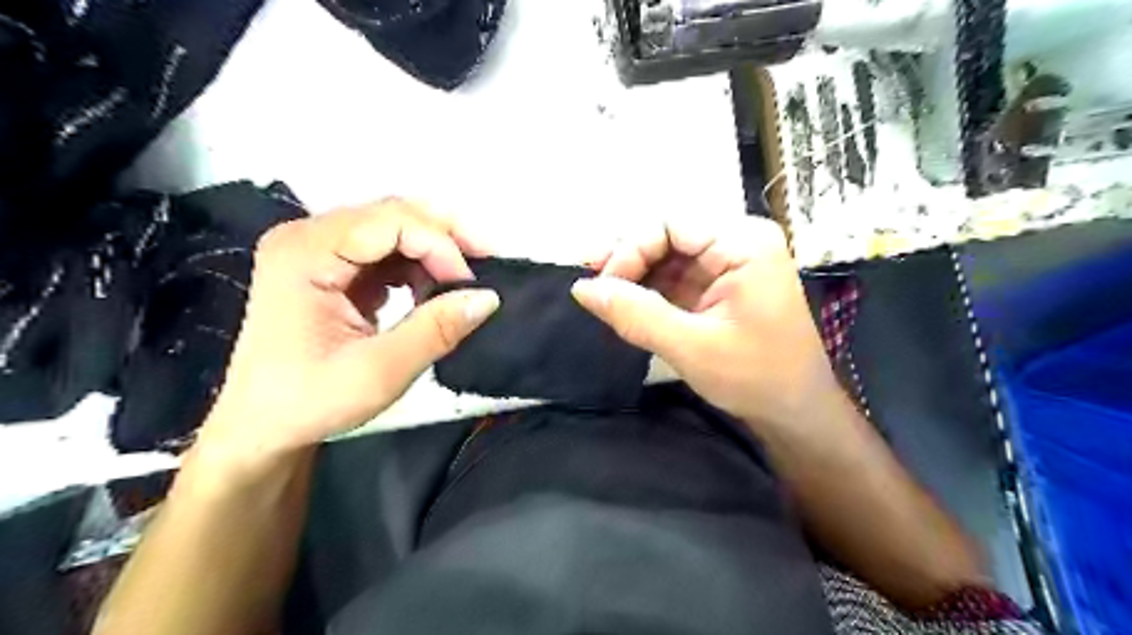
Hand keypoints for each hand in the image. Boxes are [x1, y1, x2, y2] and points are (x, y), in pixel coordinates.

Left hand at [196, 201, 497, 472]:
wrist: (261, 427)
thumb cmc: (309, 402)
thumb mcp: (380, 371)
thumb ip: (436, 330)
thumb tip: (489, 297)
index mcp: (305, 253)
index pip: (390, 222)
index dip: (441, 245)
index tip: (473, 285)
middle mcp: (308, 237)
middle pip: (392, 214)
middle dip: (446, 237)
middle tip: (487, 264)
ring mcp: (318, 249)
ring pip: (394, 229)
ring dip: (434, 253)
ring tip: (461, 285)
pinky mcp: (330, 267)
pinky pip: (386, 251)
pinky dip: (417, 267)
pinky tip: (430, 293)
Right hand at [576, 217, 837, 431]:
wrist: (796, 412)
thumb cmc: (755, 377)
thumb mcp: (691, 348)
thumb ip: (636, 314)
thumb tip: (582, 289)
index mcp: (742, 243)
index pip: (670, 225)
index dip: (630, 249)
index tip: (603, 286)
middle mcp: (736, 242)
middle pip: (667, 236)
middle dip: (628, 259)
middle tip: (591, 284)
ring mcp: (728, 263)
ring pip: (666, 256)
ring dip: (633, 274)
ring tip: (598, 291)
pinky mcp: (719, 286)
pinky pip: (674, 277)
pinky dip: (647, 290)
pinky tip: (622, 301)